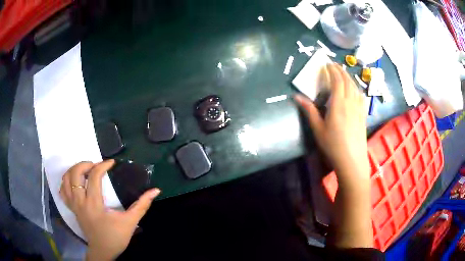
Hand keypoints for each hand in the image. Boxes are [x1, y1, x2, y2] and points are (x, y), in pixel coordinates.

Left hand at [60, 160, 160, 260]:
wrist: (102, 250)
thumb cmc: (115, 237)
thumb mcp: (130, 222)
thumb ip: (142, 205)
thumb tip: (156, 191)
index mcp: (94, 204)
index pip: (94, 176)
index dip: (103, 165)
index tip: (112, 163)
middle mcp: (80, 201)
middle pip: (75, 173)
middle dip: (85, 164)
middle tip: (96, 166)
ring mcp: (73, 205)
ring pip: (66, 179)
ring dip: (74, 170)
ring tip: (85, 171)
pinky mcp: (71, 209)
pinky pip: (63, 191)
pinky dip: (66, 182)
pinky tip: (75, 182)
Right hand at [295, 64, 369, 187]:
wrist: (352, 160)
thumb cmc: (333, 145)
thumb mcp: (318, 129)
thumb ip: (309, 110)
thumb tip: (296, 97)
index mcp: (339, 103)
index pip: (337, 81)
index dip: (332, 71)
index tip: (326, 64)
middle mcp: (351, 102)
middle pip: (347, 81)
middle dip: (340, 70)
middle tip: (334, 65)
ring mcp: (359, 108)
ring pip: (355, 87)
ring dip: (348, 77)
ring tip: (343, 74)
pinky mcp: (363, 114)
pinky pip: (361, 95)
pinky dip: (356, 87)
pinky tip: (354, 89)